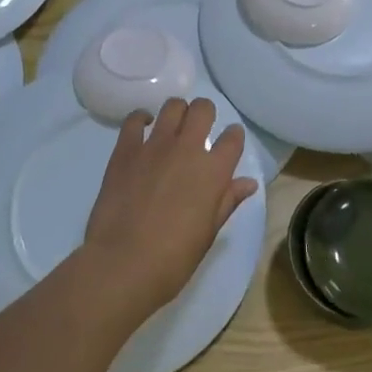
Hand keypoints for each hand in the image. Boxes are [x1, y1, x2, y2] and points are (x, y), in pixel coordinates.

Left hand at [82, 98, 256, 320]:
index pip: (233, 138)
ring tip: (173, 128)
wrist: (122, 264)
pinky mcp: (126, 149)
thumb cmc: (172, 259)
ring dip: (177, 112)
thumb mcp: (208, 234)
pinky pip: (134, 119)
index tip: (229, 142)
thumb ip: (227, 201)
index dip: (234, 136)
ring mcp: (155, 145)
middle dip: (205, 113)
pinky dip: (141, 119)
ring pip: (172, 106)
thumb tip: (248, 183)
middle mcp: (187, 149)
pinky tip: (143, 129)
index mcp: (213, 172)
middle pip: (203, 109)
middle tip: (199, 129)